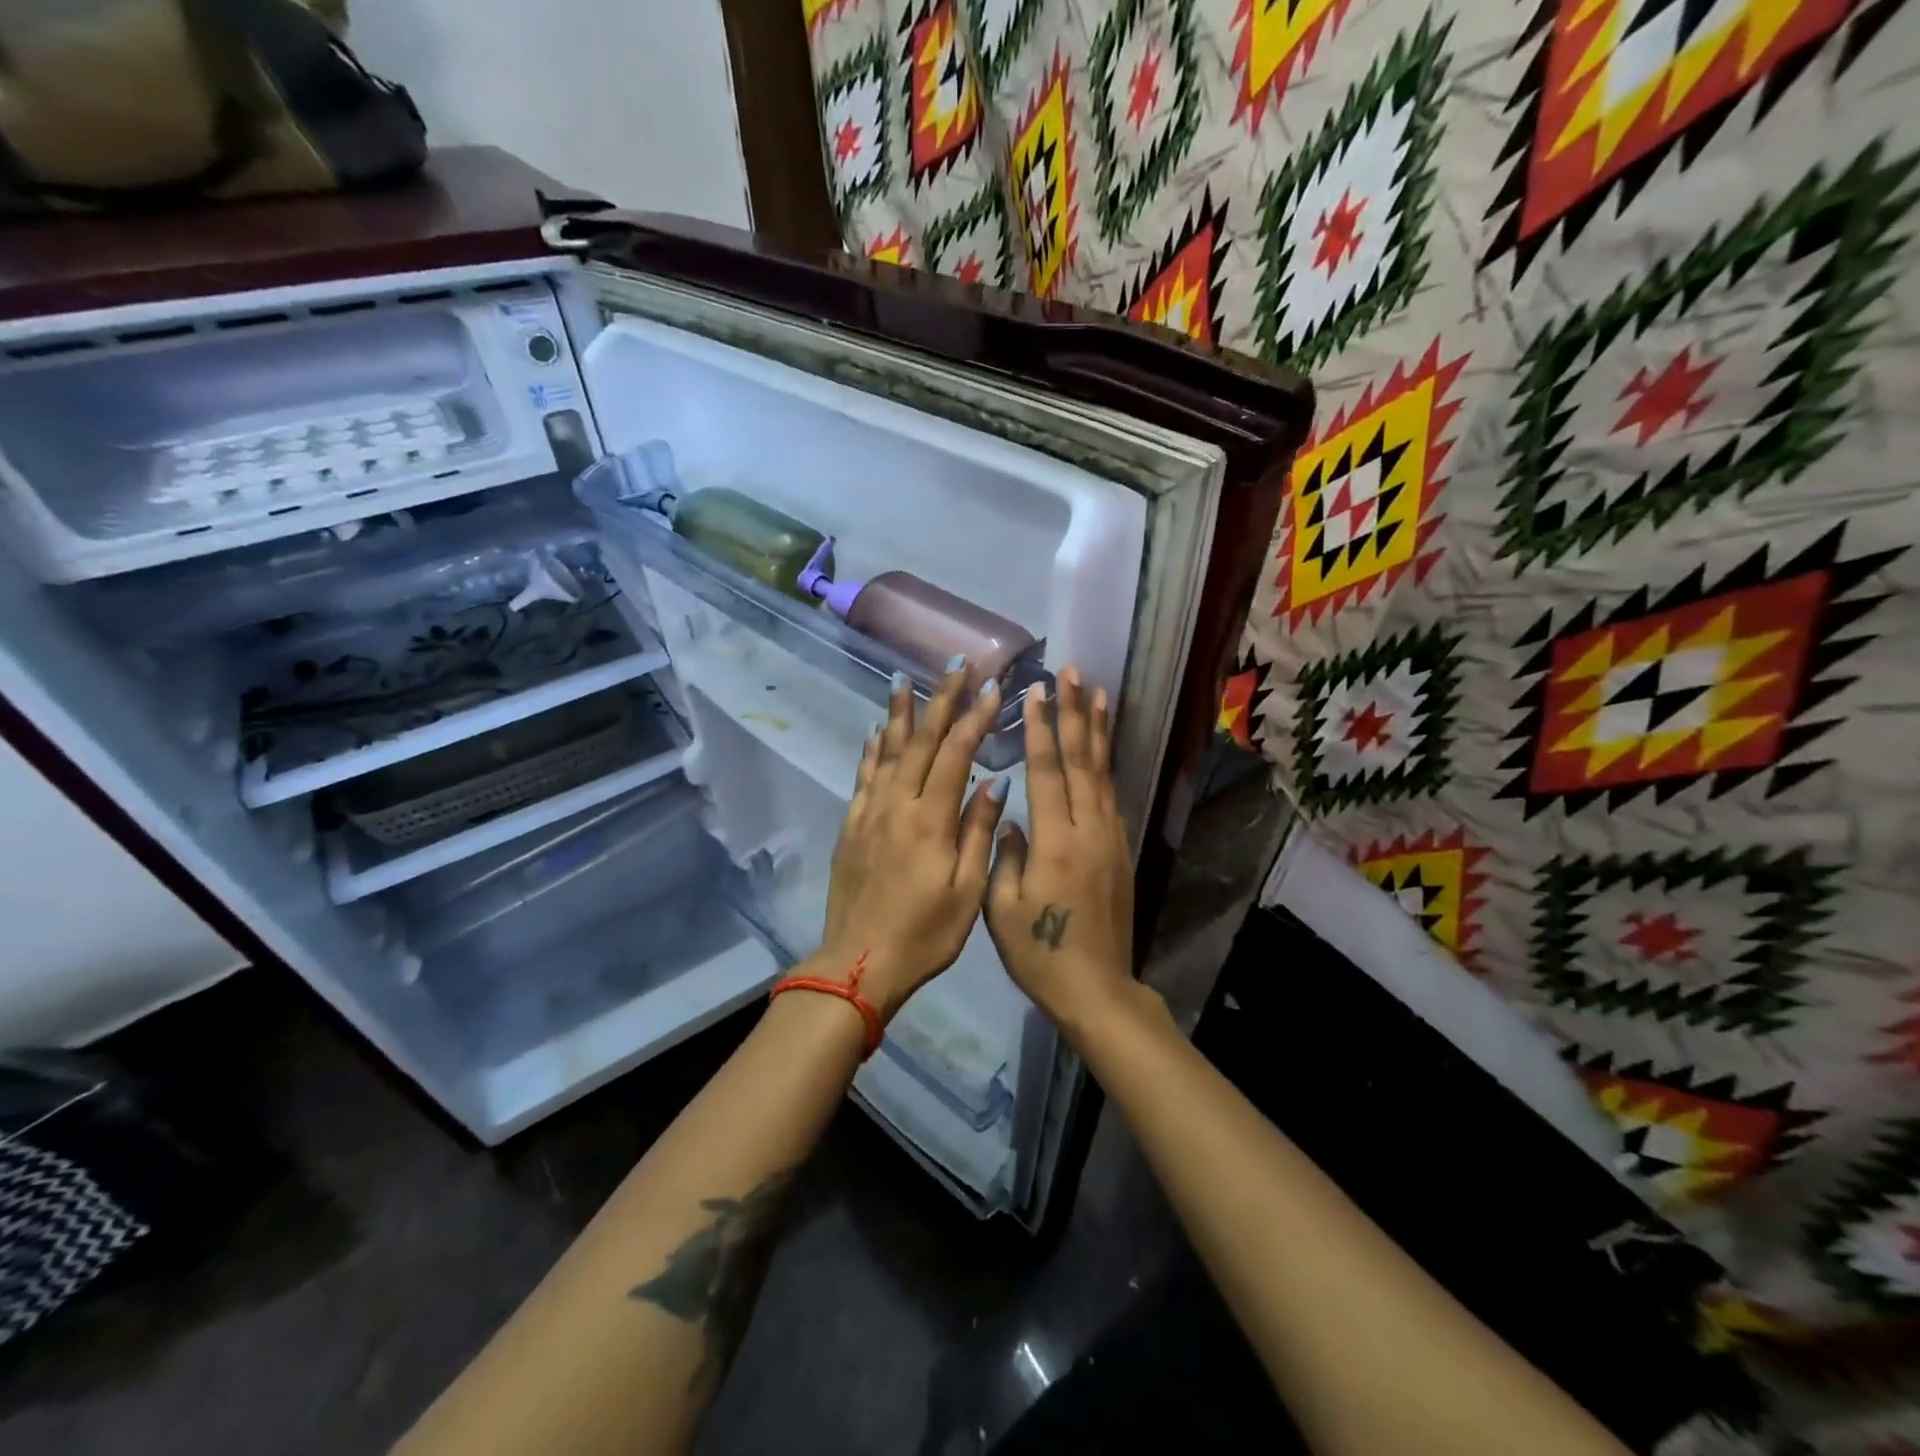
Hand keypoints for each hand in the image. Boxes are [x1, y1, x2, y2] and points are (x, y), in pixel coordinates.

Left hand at [816, 664, 1010, 1020]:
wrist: (859, 963)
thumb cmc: (925, 934)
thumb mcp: (967, 891)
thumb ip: (978, 832)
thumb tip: (995, 782)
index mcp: (929, 820)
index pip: (955, 755)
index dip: (975, 718)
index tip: (993, 688)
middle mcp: (896, 805)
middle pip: (919, 741)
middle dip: (940, 700)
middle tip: (955, 666)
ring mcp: (869, 813)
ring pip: (886, 751)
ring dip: (899, 714)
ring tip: (905, 680)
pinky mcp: (851, 826)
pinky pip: (863, 776)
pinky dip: (871, 750)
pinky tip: (874, 732)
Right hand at [985, 670, 1135, 1037]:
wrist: (1097, 988)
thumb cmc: (1040, 953)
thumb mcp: (1002, 909)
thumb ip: (1005, 855)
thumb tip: (1011, 818)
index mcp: (1055, 842)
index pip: (1048, 771)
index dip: (1042, 728)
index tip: (1037, 690)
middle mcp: (1088, 830)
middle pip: (1081, 760)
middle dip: (1074, 713)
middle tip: (1072, 672)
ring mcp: (1110, 838)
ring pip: (1103, 772)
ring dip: (1097, 731)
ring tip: (1095, 693)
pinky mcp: (1121, 850)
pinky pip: (1112, 795)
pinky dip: (1106, 764)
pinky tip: (1102, 748)